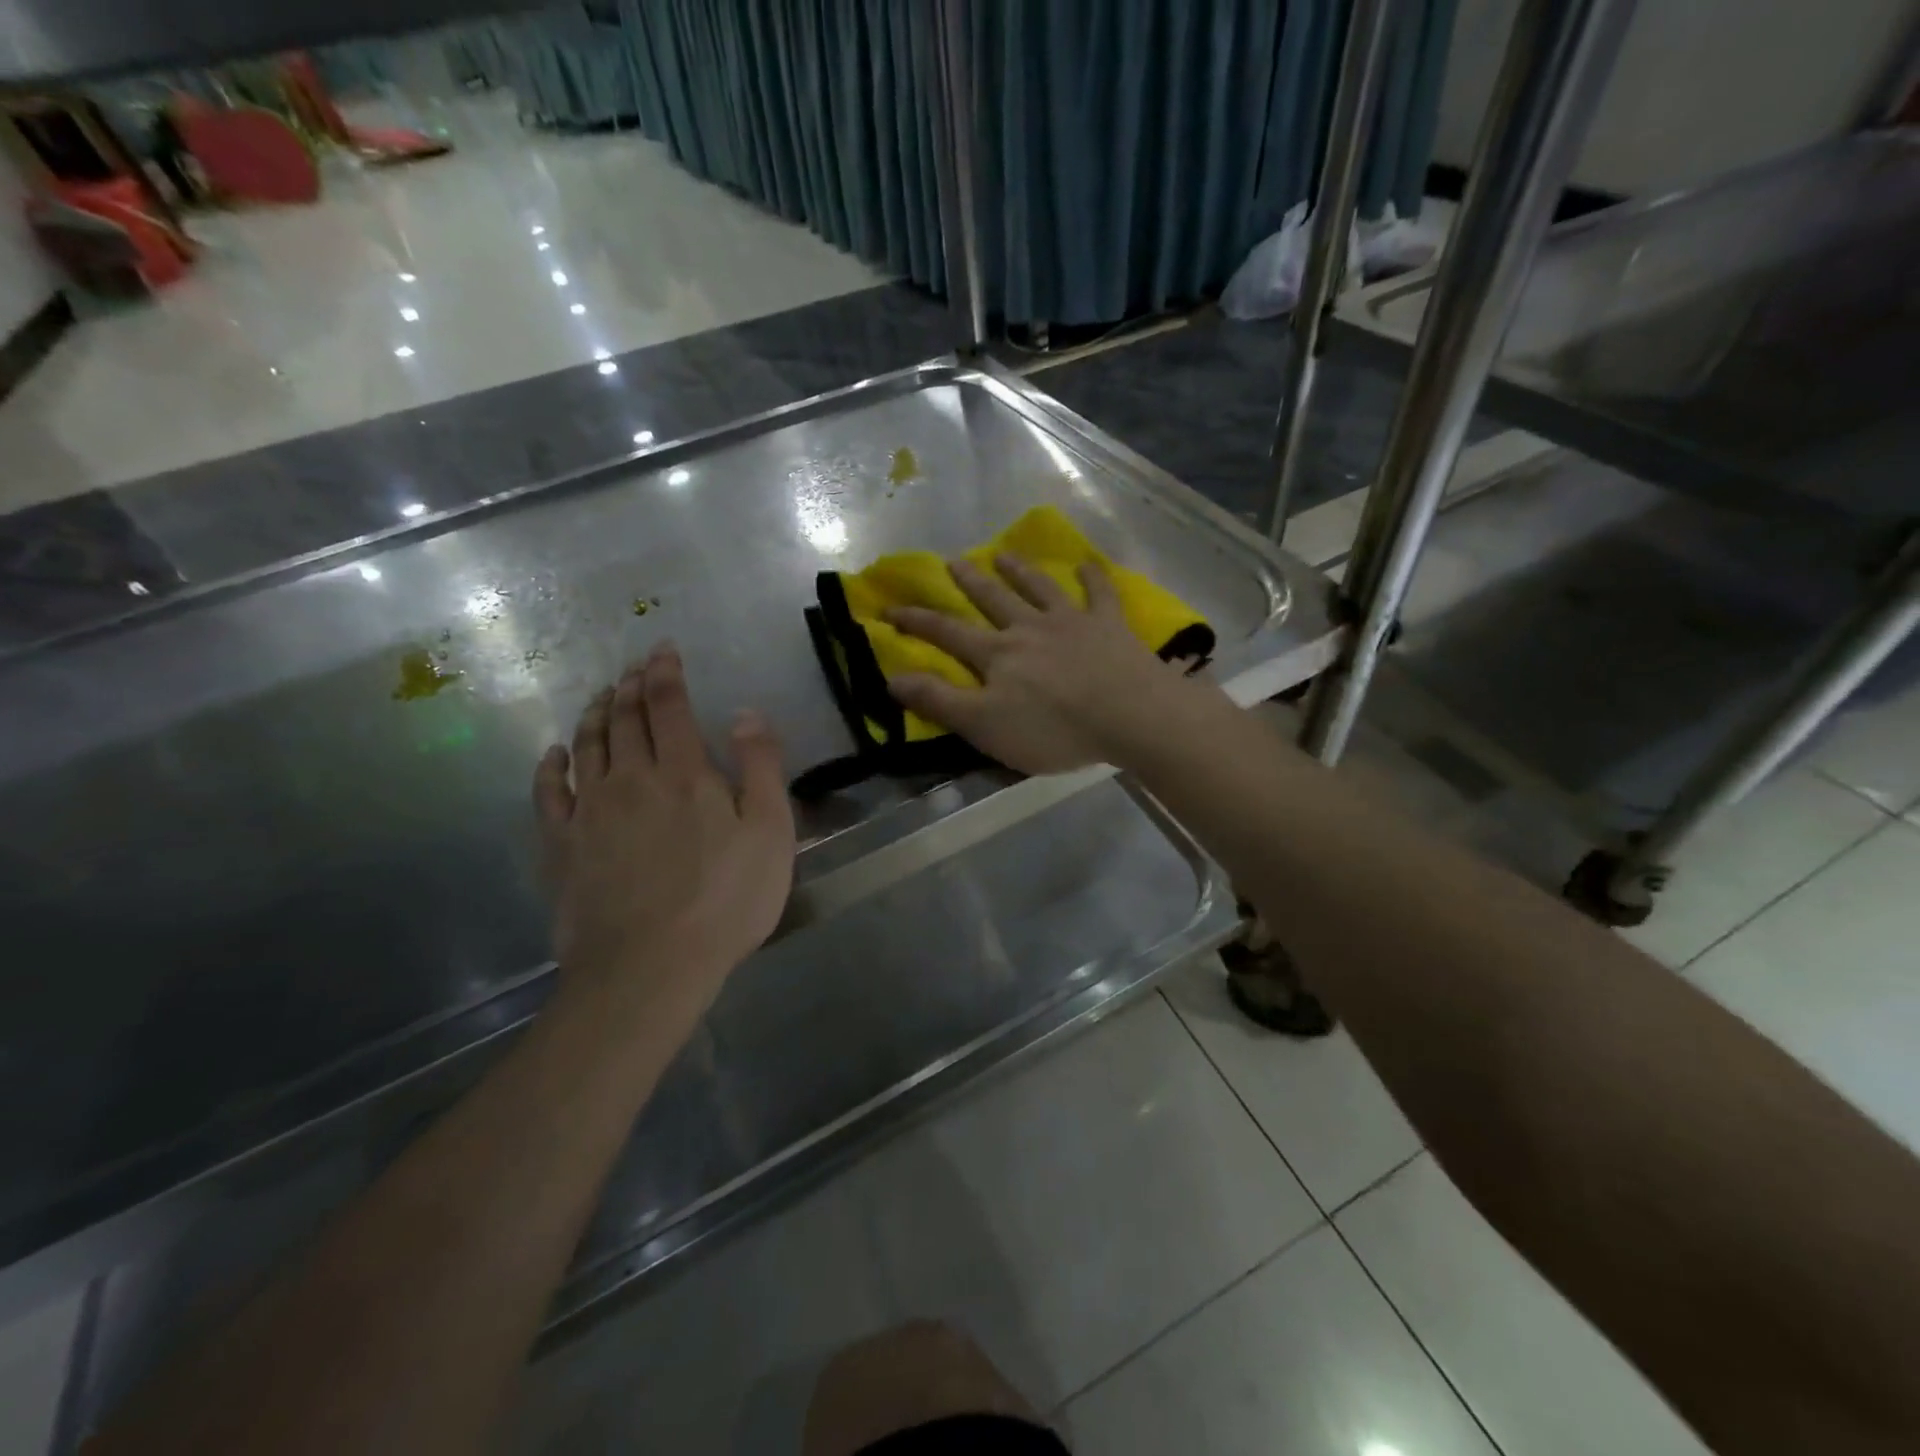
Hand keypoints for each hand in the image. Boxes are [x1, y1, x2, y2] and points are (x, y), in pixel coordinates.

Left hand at [533, 645, 795, 1025]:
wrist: (650, 966)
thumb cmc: (725, 899)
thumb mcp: (770, 832)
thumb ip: (761, 767)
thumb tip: (746, 712)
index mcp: (683, 772)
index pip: (669, 706)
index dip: (666, 673)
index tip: (662, 649)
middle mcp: (631, 778)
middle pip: (626, 719)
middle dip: (630, 686)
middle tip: (633, 667)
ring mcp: (590, 811)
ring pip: (587, 746)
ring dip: (595, 714)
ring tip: (601, 696)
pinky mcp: (562, 845)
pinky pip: (548, 792)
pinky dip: (550, 765)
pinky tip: (554, 753)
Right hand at [885, 556, 1213, 775]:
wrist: (1128, 715)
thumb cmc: (1053, 728)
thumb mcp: (984, 725)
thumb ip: (939, 701)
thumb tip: (892, 678)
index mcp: (997, 654)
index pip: (947, 633)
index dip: (916, 621)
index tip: (890, 608)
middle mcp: (1029, 628)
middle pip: (993, 599)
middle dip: (969, 582)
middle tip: (952, 561)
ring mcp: (1071, 621)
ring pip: (1039, 588)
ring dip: (1020, 570)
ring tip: (1003, 553)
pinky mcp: (1109, 625)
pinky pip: (1099, 593)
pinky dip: (1092, 577)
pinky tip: (1087, 564)